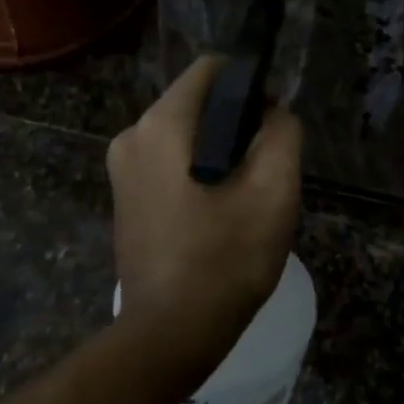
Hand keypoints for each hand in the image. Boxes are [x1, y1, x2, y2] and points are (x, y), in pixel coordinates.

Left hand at [106, 56, 303, 364]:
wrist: (171, 333)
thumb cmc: (226, 258)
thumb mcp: (275, 190)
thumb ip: (282, 133)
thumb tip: (272, 113)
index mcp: (161, 125)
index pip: (210, 70)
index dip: (249, 84)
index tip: (272, 122)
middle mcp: (131, 136)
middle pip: (196, 104)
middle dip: (235, 124)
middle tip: (264, 168)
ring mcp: (121, 171)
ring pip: (184, 136)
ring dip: (218, 152)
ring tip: (244, 196)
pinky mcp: (125, 199)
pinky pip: (169, 165)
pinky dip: (196, 174)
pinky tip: (218, 213)